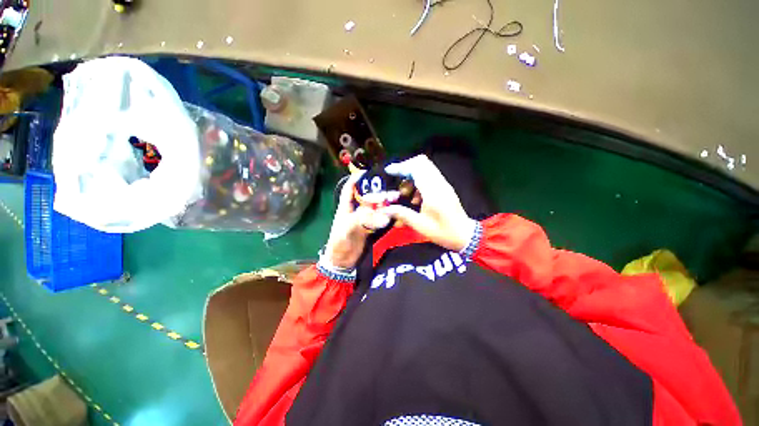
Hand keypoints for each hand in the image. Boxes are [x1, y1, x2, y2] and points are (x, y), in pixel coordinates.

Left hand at [322, 171, 391, 268]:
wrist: (342, 262)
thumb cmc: (340, 243)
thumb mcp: (348, 229)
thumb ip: (365, 221)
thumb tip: (385, 216)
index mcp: (346, 207)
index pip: (350, 188)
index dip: (357, 179)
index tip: (368, 171)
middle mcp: (355, 210)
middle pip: (368, 197)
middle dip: (379, 194)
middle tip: (394, 194)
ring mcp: (363, 219)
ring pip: (375, 207)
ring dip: (385, 204)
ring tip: (398, 201)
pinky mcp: (370, 228)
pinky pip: (379, 218)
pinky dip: (387, 215)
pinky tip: (395, 213)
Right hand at [382, 155, 476, 251]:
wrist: (464, 235)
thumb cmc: (442, 232)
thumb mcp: (420, 225)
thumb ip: (402, 214)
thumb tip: (386, 209)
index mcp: (433, 191)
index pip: (416, 168)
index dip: (401, 167)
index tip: (389, 171)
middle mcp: (439, 183)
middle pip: (422, 162)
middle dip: (406, 168)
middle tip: (397, 180)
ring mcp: (443, 184)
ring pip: (426, 168)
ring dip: (412, 176)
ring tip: (406, 193)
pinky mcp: (445, 187)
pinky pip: (429, 176)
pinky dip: (419, 181)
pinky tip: (416, 198)